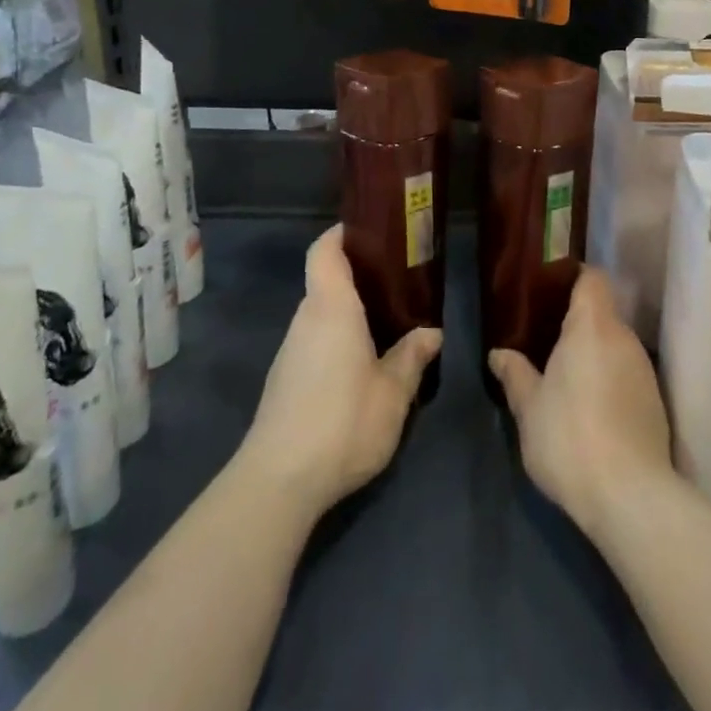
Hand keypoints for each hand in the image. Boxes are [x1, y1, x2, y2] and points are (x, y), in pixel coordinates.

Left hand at [238, 225, 441, 519]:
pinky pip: (314, 340)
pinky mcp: (284, 379)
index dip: (340, 234)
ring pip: (320, 314)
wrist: (279, 481)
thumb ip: (411, 358)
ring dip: (348, 312)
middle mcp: (306, 319)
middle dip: (357, 276)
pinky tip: (361, 364)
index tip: (367, 229)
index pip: (324, 250)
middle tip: (396, 281)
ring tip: (387, 322)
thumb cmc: (343, 422)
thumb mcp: (392, 393)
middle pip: (325, 281)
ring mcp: (290, 350)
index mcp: (332, 307)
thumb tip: (431, 332)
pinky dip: (336, 338)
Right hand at [489, 268, 674, 538]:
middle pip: (602, 313)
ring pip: (615, 346)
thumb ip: (515, 374)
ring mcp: (644, 370)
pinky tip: (591, 409)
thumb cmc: (570, 437)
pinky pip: (627, 374)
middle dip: (577, 323)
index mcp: (592, 325)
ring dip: (593, 355)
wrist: (630, 498)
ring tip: (565, 378)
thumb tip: (499, 353)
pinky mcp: (655, 403)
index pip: (591, 278)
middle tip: (546, 340)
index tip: (549, 291)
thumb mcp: (529, 407)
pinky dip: (609, 380)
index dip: (572, 278)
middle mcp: (624, 338)